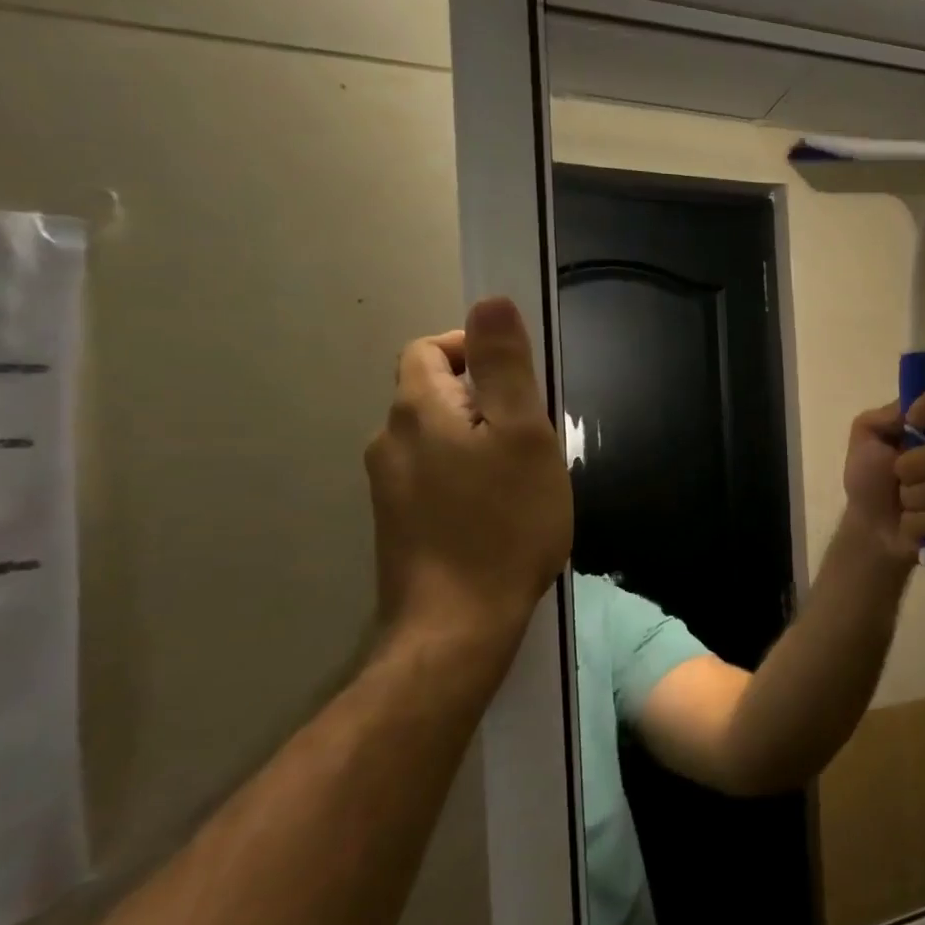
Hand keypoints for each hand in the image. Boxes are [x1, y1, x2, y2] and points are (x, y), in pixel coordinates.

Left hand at [365, 297, 572, 659]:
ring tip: (523, 474)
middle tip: (534, 434)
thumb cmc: (504, 523)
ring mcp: (390, 486)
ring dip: (478, 438)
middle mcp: (391, 441)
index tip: (521, 382)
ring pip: (437, 437)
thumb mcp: (523, 435)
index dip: (474, 349)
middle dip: (485, 398)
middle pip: (434, 392)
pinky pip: (435, 475)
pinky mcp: (400, 523)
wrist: (458, 623)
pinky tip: (499, 509)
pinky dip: (467, 474)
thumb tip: (490, 301)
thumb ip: (505, 366)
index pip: (430, 349)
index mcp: (419, 410)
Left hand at [842, 378, 924, 565]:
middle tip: (897, 476)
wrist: (872, 528)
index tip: (913, 421)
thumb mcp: (865, 438)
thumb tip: (911, 411)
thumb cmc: (870, 478)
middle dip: (917, 467)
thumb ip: (884, 416)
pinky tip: (915, 523)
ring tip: (904, 503)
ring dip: (918, 498)